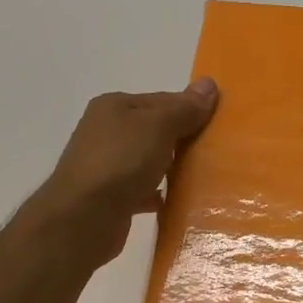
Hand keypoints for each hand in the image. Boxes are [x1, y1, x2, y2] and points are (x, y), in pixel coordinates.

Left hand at [25, 79, 218, 266]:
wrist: (83, 218)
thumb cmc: (121, 162)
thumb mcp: (158, 127)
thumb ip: (184, 108)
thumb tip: (209, 83)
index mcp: (115, 107)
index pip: (162, 100)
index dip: (190, 109)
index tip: (219, 125)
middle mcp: (106, 131)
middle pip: (155, 130)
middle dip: (182, 140)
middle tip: (215, 151)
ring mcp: (106, 165)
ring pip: (149, 160)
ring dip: (171, 167)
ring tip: (202, 177)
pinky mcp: (110, 196)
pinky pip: (143, 189)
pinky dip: (159, 193)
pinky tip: (178, 201)